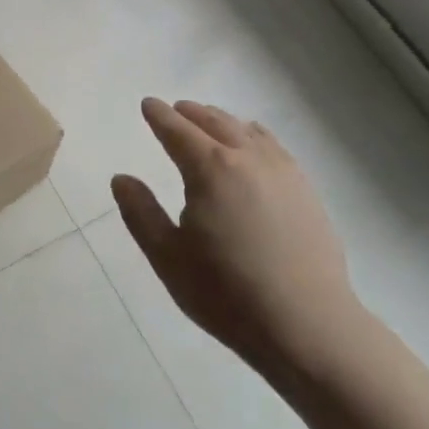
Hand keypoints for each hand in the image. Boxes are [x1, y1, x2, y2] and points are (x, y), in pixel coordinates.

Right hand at [112, 99, 366, 377]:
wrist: (307, 325)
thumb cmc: (227, 294)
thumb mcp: (168, 258)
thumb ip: (140, 213)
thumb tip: (121, 179)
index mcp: (209, 170)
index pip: (177, 131)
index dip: (159, 116)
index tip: (148, 104)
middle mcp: (247, 158)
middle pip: (214, 122)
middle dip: (190, 113)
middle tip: (175, 110)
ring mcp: (282, 171)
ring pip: (246, 130)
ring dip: (221, 120)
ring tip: (208, 121)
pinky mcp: (305, 188)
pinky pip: (273, 146)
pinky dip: (252, 135)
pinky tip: (252, 145)